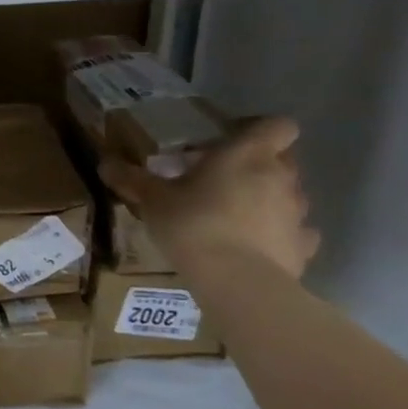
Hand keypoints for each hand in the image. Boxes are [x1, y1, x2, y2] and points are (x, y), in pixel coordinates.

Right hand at [99, 117, 319, 278]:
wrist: (237, 283)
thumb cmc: (194, 224)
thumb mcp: (153, 199)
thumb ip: (131, 178)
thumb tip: (103, 162)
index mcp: (248, 154)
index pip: (278, 125)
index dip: (260, 129)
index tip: (231, 140)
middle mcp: (281, 177)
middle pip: (285, 159)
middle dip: (260, 164)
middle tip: (223, 177)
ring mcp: (298, 214)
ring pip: (291, 194)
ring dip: (270, 198)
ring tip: (237, 213)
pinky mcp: (304, 248)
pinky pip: (297, 232)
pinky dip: (281, 233)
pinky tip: (257, 243)